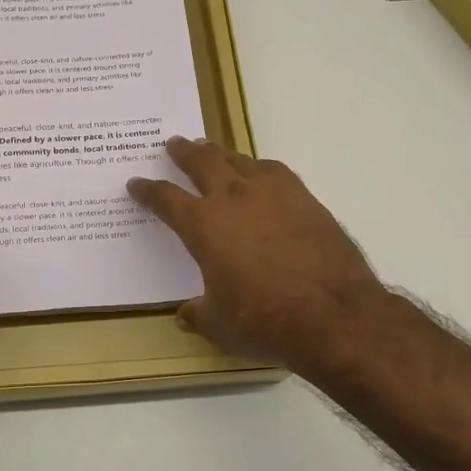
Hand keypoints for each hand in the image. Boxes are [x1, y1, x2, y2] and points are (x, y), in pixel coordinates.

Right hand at [128, 138, 391, 380]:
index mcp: (203, 225)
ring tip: (212, 150)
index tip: (136, 184)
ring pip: (238, 160)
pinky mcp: (304, 198)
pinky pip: (274, 171)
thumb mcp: (219, 326)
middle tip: (173, 144)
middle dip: (183, 152)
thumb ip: (198, 314)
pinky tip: (260, 174)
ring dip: (220, 153)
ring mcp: (272, 194)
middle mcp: (233, 199)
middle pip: (202, 162)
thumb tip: (185, 314)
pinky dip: (258, 168)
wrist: (333, 315)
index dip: (147, 190)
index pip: (165, 199)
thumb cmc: (264, 322)